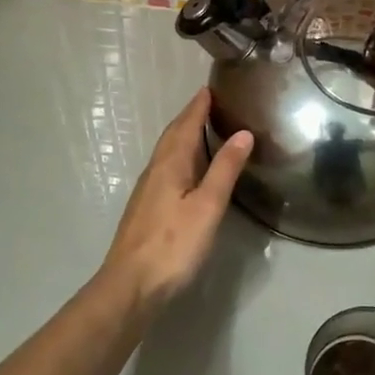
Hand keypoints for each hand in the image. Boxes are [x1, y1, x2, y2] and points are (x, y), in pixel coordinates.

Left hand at [100, 88, 253, 312]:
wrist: (130, 286)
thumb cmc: (173, 244)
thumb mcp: (208, 206)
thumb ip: (225, 169)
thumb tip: (243, 132)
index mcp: (170, 165)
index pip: (185, 125)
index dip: (197, 107)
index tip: (209, 88)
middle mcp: (155, 171)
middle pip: (172, 136)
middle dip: (189, 117)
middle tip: (208, 103)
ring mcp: (148, 191)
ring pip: (167, 153)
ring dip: (183, 136)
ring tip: (202, 129)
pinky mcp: (147, 209)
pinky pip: (165, 168)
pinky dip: (179, 157)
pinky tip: (187, 169)